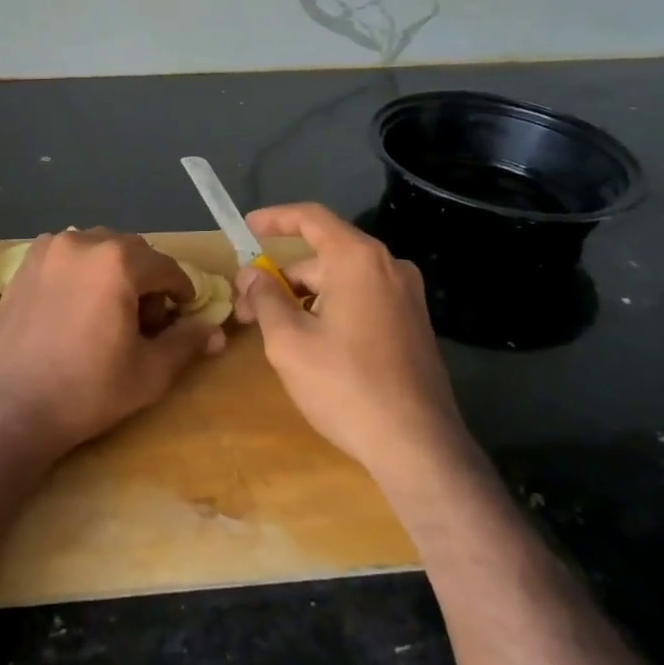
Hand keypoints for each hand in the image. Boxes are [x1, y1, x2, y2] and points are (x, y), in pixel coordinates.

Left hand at [0, 229, 222, 460]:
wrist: (9, 408)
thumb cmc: (87, 390)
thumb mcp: (149, 371)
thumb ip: (186, 342)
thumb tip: (216, 331)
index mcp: (117, 261)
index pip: (166, 267)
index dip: (182, 290)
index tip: (184, 312)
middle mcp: (81, 242)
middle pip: (131, 251)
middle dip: (147, 279)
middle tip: (147, 319)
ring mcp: (47, 249)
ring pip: (97, 249)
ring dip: (113, 271)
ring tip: (110, 310)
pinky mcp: (24, 265)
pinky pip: (67, 256)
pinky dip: (82, 271)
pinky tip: (77, 306)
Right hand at [233, 203, 467, 474]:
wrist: (417, 445)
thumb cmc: (345, 385)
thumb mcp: (288, 341)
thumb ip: (264, 298)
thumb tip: (252, 275)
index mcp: (358, 260)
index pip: (311, 218)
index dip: (275, 219)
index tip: (246, 228)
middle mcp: (388, 267)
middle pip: (323, 257)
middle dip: (281, 278)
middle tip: (246, 310)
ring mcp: (406, 297)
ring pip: (341, 282)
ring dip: (304, 298)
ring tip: (274, 334)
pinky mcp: (413, 325)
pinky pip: (362, 301)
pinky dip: (331, 310)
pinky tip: (312, 345)